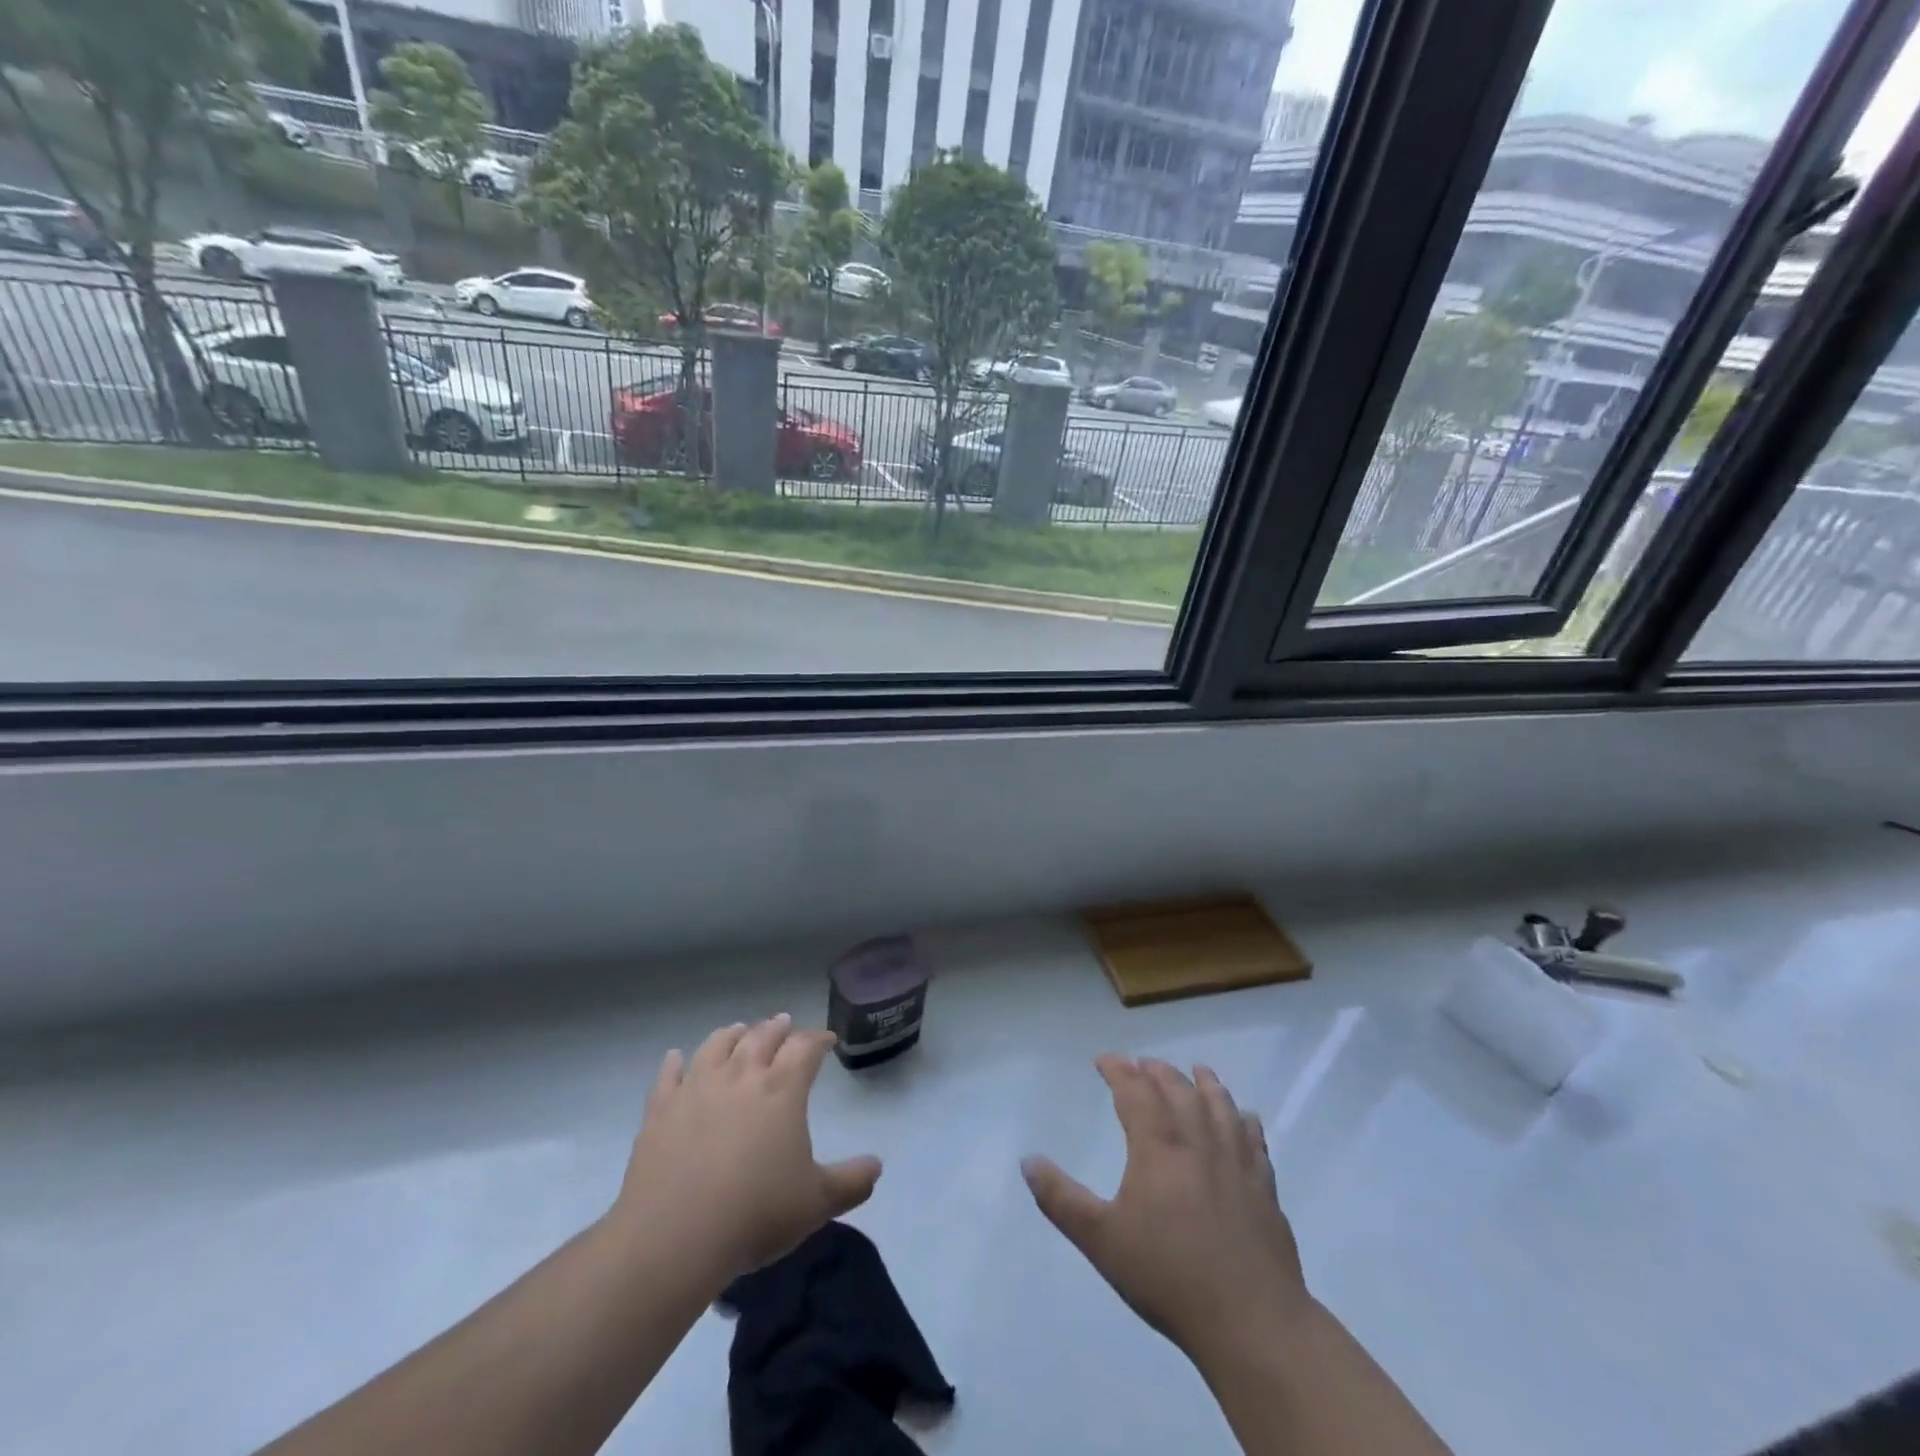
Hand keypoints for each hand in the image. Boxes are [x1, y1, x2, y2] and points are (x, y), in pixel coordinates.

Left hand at [609, 1014, 881, 1281]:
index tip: (827, 1039)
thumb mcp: (817, 1203)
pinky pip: (669, 1076)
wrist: (674, 1237)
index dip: (818, 1039)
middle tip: (784, 1022)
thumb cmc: (755, 1214)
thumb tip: (877, 1166)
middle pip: (762, 1038)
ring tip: (740, 1030)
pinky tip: (675, 1058)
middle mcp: (741, 1076)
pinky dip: (674, 1063)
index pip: (805, 1048)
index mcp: (782, 1089)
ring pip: (717, 1045)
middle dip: (777, 1028)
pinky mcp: (660, 1110)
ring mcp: (696, 1089)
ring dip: (732, 1034)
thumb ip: (851, 1182)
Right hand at [1022, 1055, 1312, 1367]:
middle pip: (1177, 1090)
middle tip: (1142, 1064)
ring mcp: (1235, 1161)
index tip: (1103, 1059)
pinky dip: (1246, 1120)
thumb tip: (1028, 1160)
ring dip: (1205, 1083)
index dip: (1118, 1069)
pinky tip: (1246, 1117)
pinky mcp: (1264, 1186)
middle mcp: (1197, 1141)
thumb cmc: (1168, 1276)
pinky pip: (1255, 1140)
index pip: (1134, 1091)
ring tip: (1196, 1070)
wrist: (1250, 1320)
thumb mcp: (1101, 1240)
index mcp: (1157, 1146)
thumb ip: (1060, 1199)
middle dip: (1156, 1071)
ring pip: (1219, 1105)